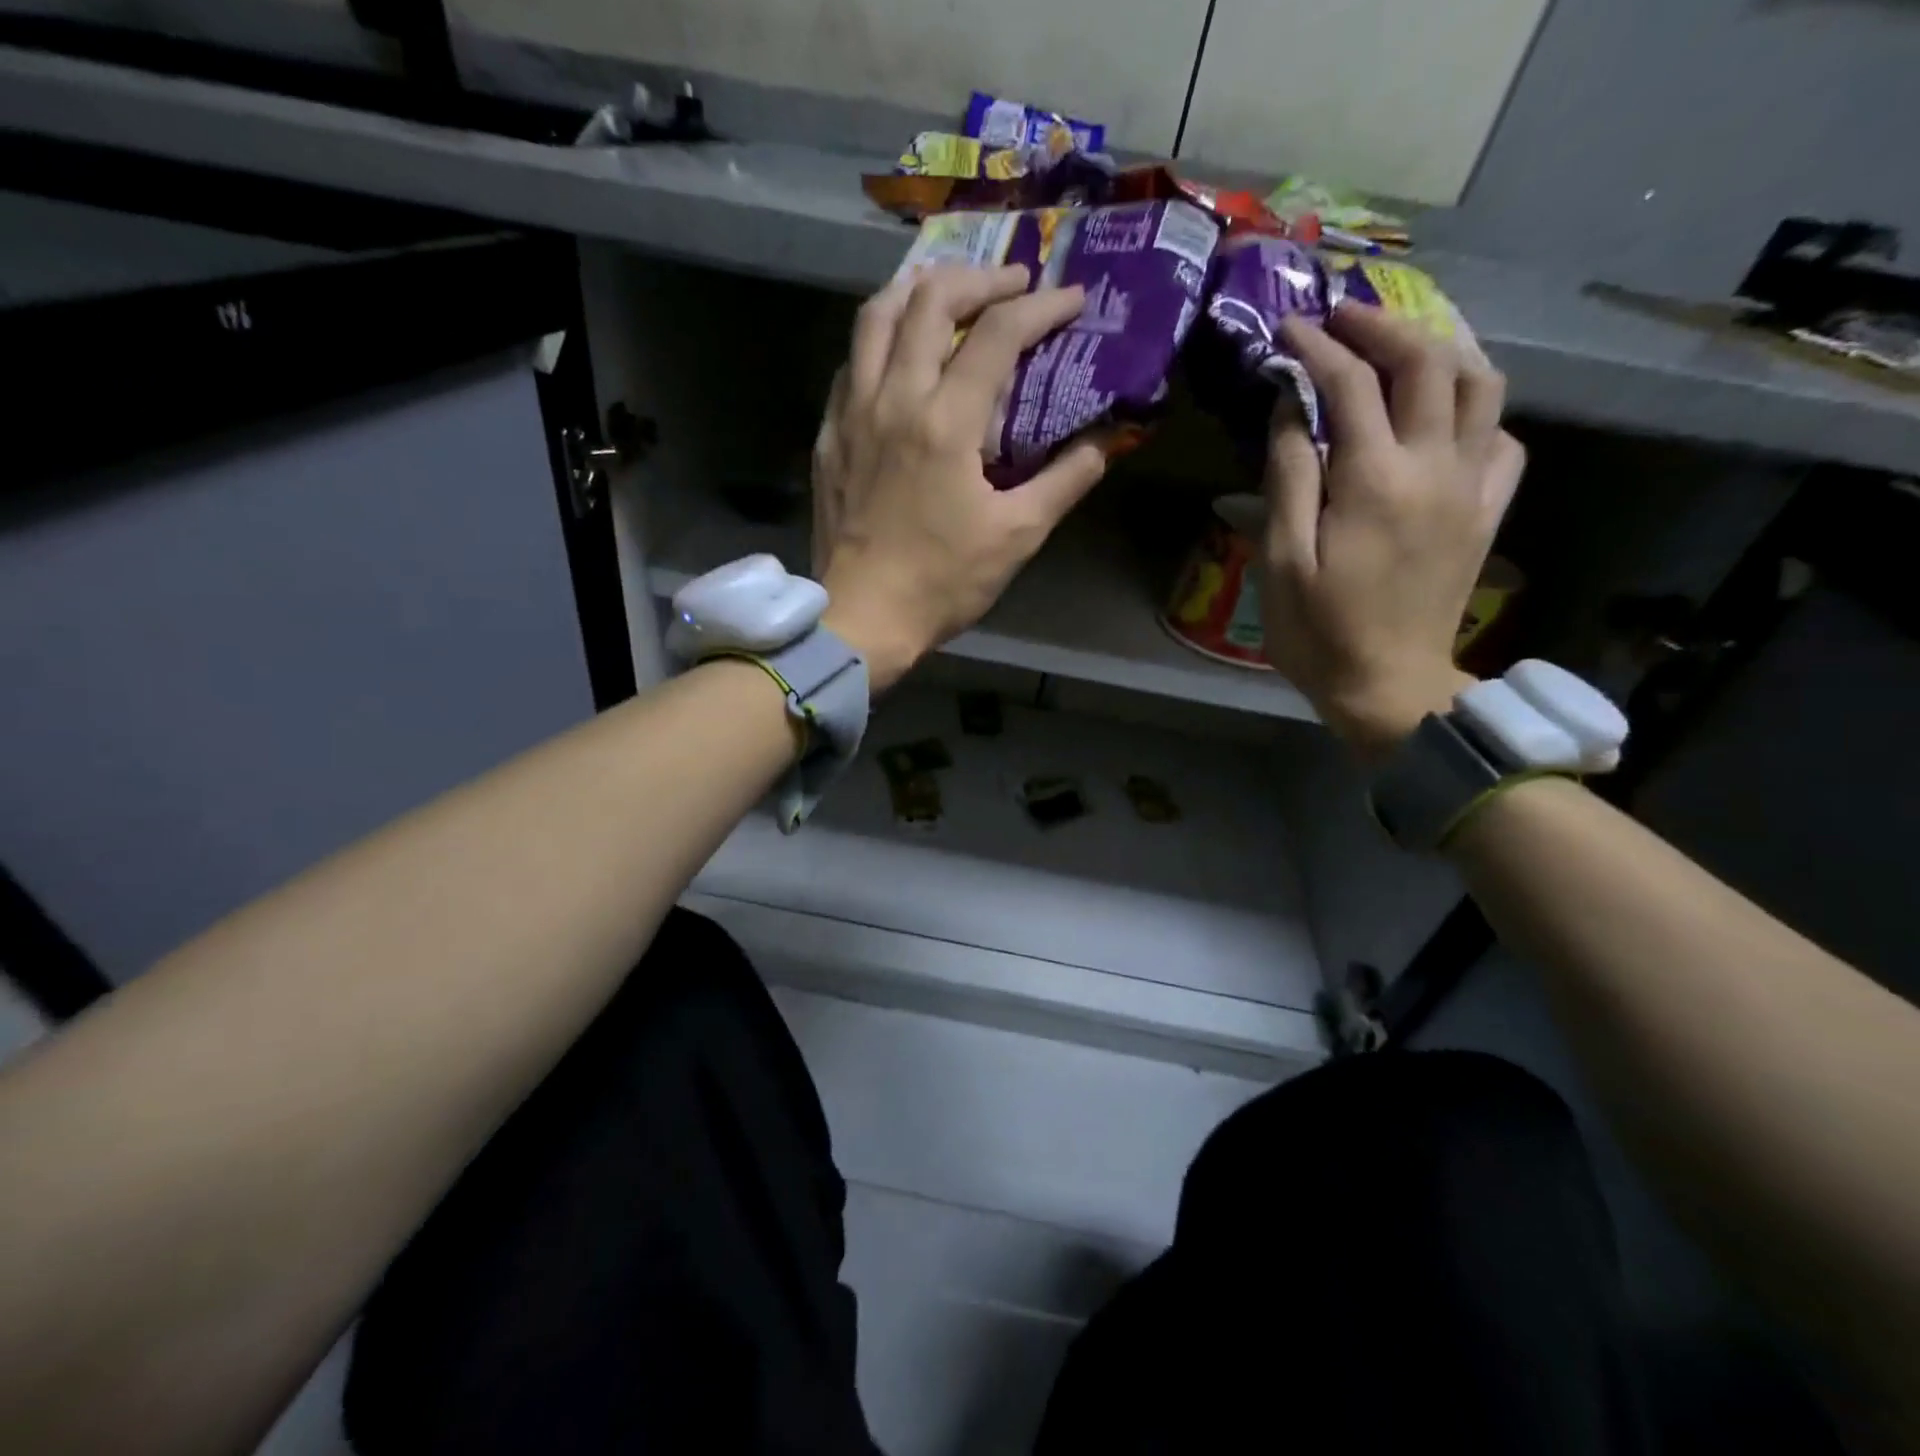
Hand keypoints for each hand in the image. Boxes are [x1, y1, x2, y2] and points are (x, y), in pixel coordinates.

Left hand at [813, 264, 1110, 690]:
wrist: (863, 619)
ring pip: (876, 318)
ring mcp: (852, 414)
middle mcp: (894, 399)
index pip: (998, 333)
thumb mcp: (1017, 537)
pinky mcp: (829, 437)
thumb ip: (1066, 480)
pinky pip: (851, 364)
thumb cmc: (943, 583)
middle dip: (979, 278)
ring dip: (917, 291)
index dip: (1041, 306)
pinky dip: (880, 342)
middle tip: (1012, 285)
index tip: (1072, 301)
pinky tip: (898, 356)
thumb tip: (1106, 441)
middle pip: (929, 299)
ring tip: (949, 294)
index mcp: (945, 422)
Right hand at [1261, 303, 1525, 758]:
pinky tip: (1442, 413)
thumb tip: (1290, 409)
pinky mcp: (1487, 510)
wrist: (1390, 687)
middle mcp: (1434, 466)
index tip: (1287, 329)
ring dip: (1440, 349)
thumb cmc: (1320, 632)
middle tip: (1342, 317)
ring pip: (1480, 384)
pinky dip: (1472, 407)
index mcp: (1374, 480)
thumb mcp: (1284, 561)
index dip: (1316, 348)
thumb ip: (1288, 478)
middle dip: (1382, 326)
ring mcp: (1471, 486)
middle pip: (1426, 362)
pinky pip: (1499, 435)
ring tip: (1400, 344)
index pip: (1350, 384)